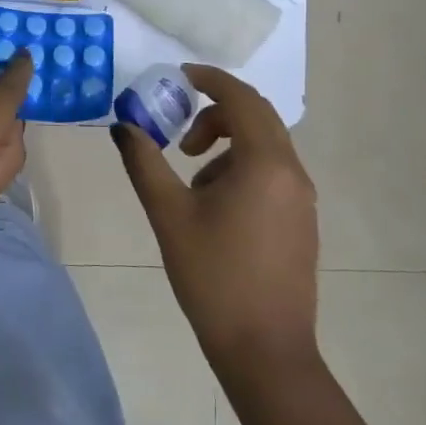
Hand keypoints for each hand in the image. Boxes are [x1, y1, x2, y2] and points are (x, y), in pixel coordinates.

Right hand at [112, 65, 319, 367]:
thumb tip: (123, 127)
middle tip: (179, 134)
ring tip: (192, 183)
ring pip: (264, 146)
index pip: (240, 99)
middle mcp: (292, 172)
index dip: (209, 79)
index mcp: (265, 163)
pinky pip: (271, 172)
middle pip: (256, 118)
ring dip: (225, 144)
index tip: (179, 75)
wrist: (264, 349)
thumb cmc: (213, 275)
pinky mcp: (301, 221)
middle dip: (214, 113)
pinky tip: (215, 207)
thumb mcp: (168, 214)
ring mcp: (302, 198)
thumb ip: (144, 162)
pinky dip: (240, 167)